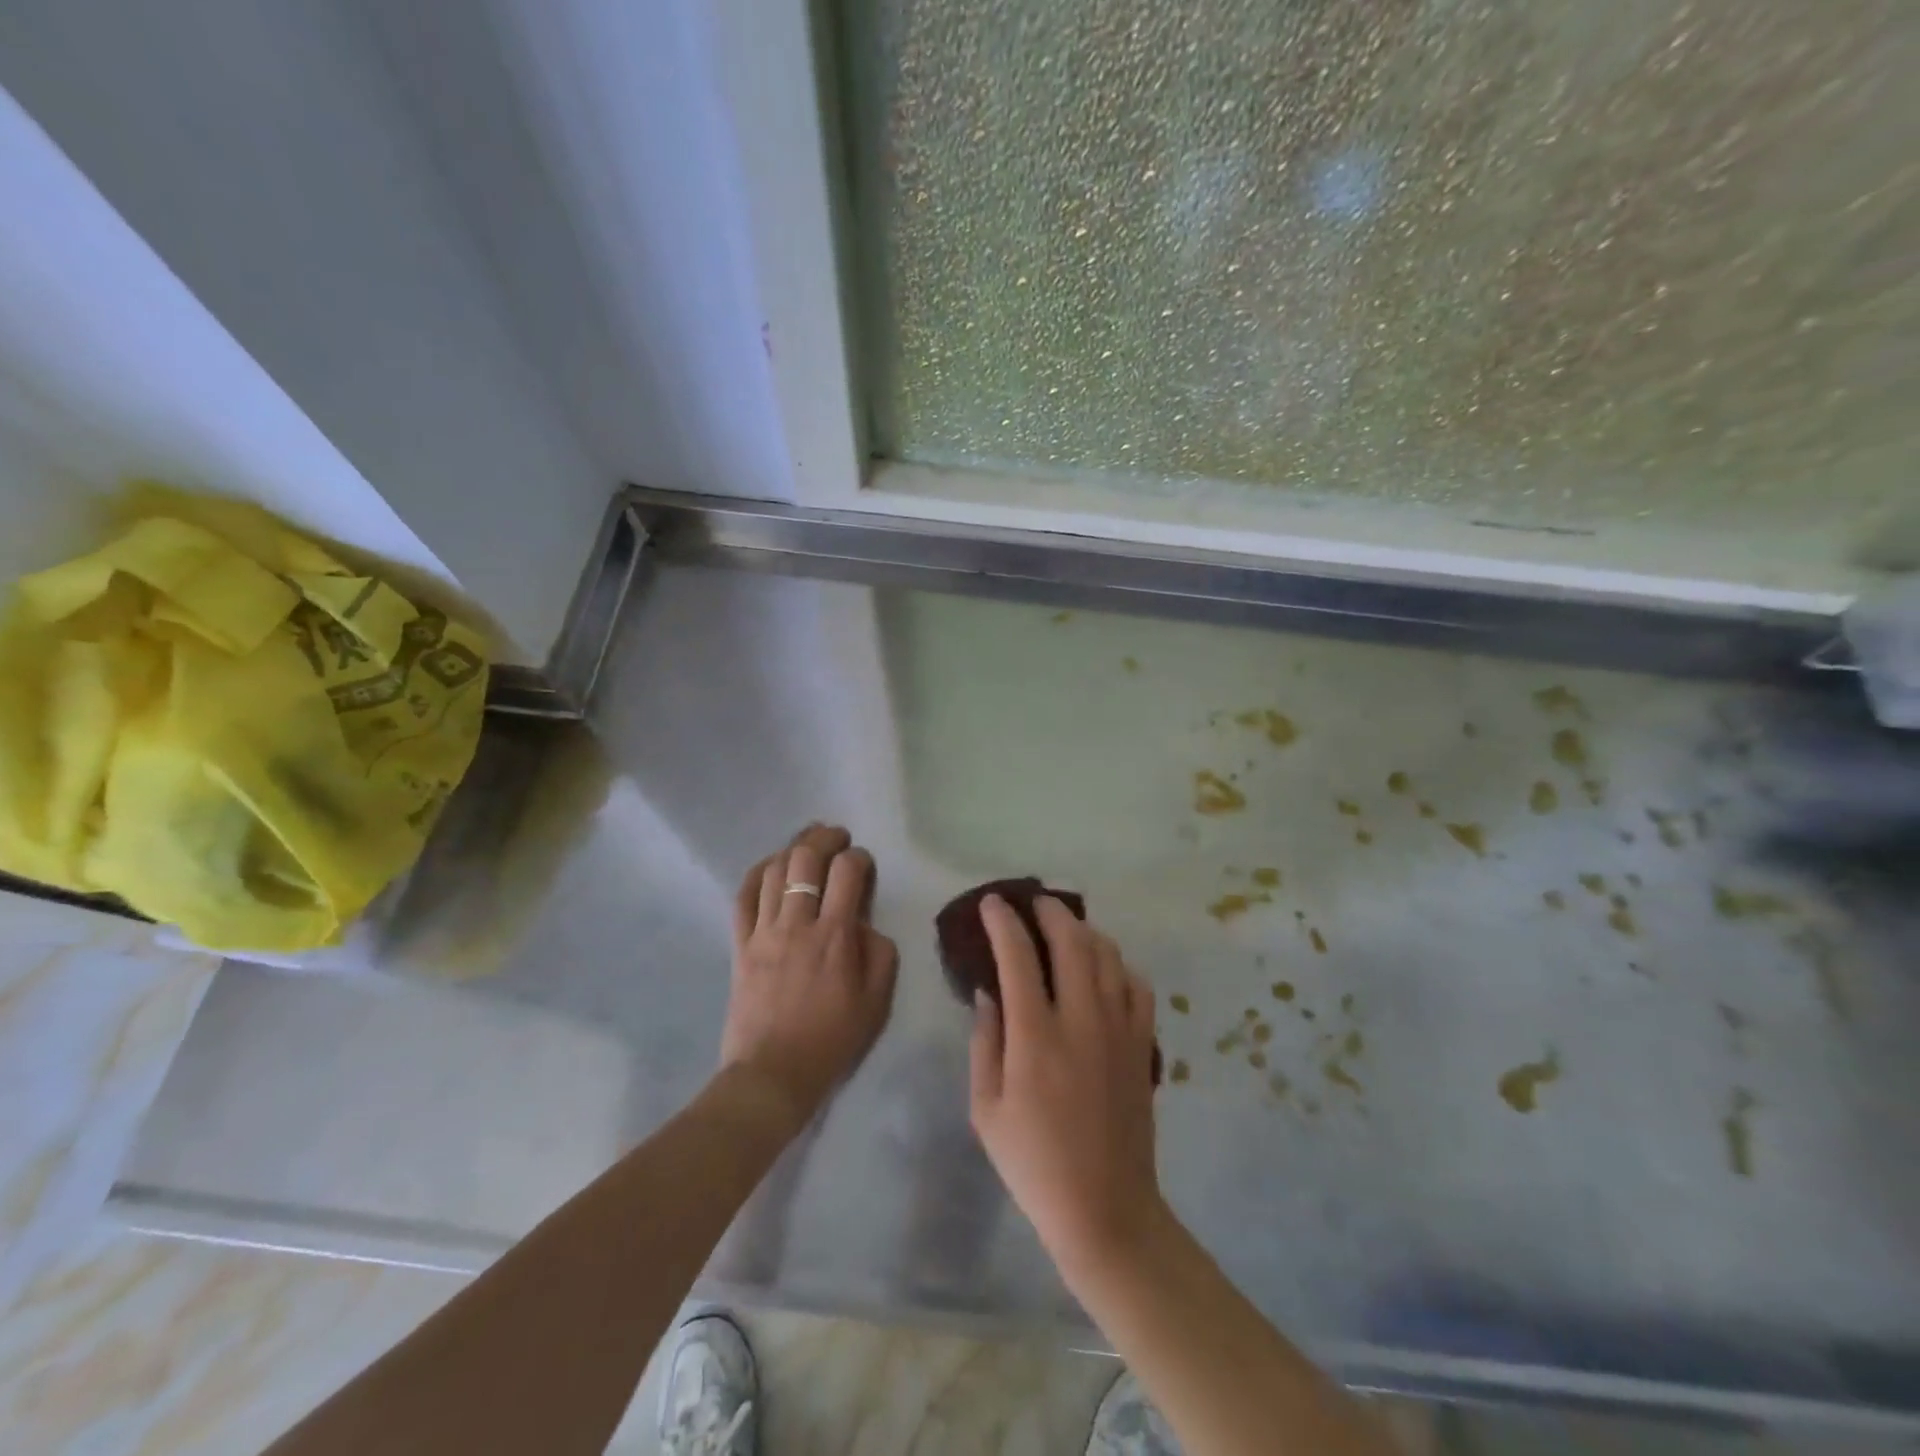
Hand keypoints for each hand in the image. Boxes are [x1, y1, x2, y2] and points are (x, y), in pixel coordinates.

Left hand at [721, 824, 898, 1134]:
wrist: (773, 1074)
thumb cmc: (832, 1040)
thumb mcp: (877, 1001)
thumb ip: (880, 953)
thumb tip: (864, 924)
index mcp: (835, 936)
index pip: (848, 873)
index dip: (859, 858)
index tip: (864, 865)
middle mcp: (798, 923)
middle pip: (807, 860)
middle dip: (825, 838)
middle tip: (837, 837)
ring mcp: (764, 931)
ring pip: (775, 871)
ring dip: (793, 848)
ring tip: (807, 843)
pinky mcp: (741, 944)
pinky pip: (744, 896)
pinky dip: (758, 873)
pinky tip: (771, 865)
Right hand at [969, 894, 1166, 1281]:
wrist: (1105, 1208)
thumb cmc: (1033, 1163)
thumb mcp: (985, 1108)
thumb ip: (984, 1042)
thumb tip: (989, 992)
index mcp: (1035, 1037)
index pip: (1018, 957)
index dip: (1004, 922)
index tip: (993, 903)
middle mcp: (1081, 1020)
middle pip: (1072, 941)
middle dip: (1051, 912)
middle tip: (1035, 903)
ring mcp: (1119, 1030)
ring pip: (1109, 956)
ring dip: (1086, 931)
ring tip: (1068, 928)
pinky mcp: (1143, 1045)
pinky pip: (1137, 986)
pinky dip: (1119, 966)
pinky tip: (1105, 969)